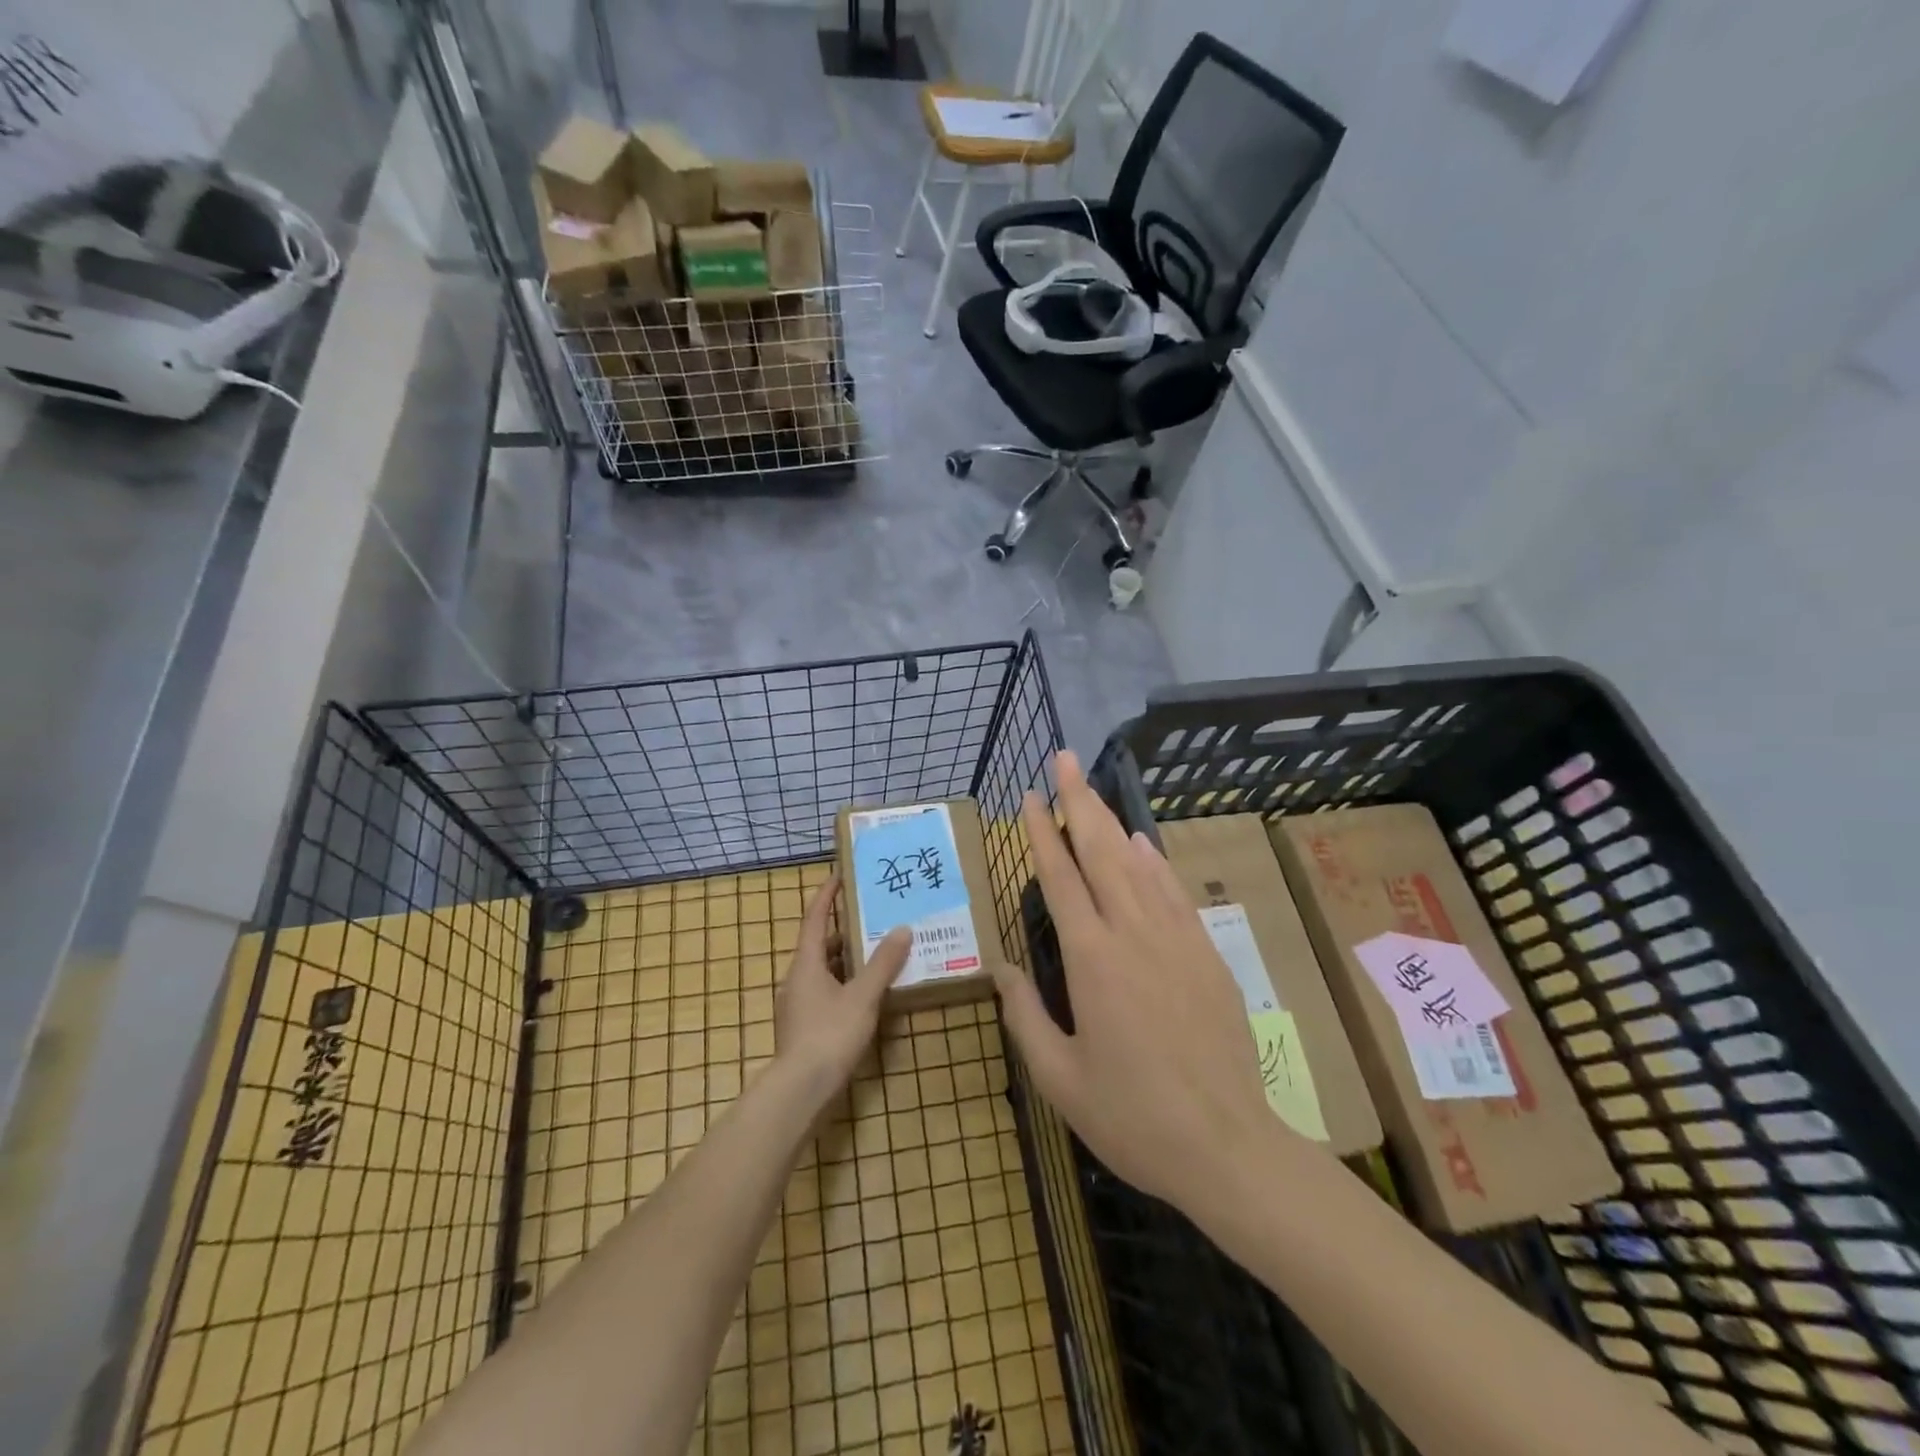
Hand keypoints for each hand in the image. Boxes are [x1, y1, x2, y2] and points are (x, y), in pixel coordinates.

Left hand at [773, 873, 910, 1091]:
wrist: (800, 1091)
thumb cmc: (830, 1035)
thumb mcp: (863, 996)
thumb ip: (883, 964)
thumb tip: (902, 929)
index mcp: (806, 964)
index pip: (815, 919)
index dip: (826, 895)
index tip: (839, 875)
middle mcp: (797, 979)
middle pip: (820, 945)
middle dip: (844, 931)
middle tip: (872, 919)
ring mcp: (798, 1005)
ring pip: (823, 971)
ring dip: (846, 960)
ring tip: (877, 955)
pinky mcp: (804, 1027)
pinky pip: (826, 993)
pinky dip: (845, 985)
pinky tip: (866, 995)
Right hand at [991, 750, 1287, 1222]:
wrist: (1227, 1145)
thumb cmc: (1132, 1116)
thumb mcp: (1060, 1076)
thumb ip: (1025, 1015)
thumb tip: (999, 967)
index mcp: (1091, 958)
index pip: (1059, 877)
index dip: (1042, 832)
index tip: (1030, 796)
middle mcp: (1132, 933)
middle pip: (1100, 851)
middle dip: (1080, 801)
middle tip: (1065, 759)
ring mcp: (1175, 938)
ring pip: (1137, 864)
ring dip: (1112, 821)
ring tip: (1093, 790)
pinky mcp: (1205, 954)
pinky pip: (1172, 892)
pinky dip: (1153, 862)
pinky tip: (1142, 843)